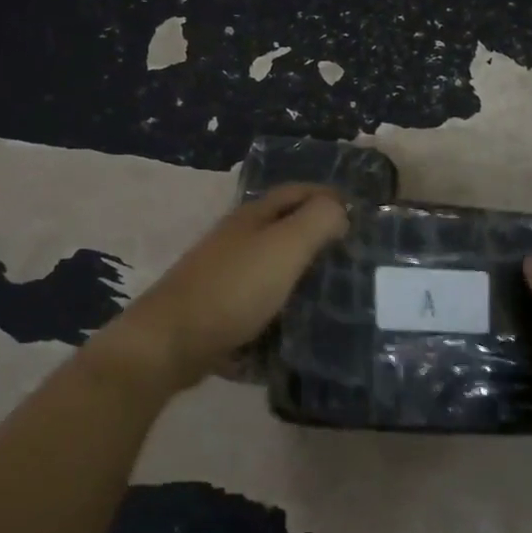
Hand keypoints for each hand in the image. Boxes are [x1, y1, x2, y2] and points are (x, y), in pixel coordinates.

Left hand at [93, 184, 348, 393]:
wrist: (171, 341)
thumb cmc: (234, 288)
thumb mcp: (284, 247)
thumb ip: (317, 221)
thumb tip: (339, 210)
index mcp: (254, 216)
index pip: (298, 191)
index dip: (328, 196)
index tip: (360, 216)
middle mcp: (237, 237)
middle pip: (284, 227)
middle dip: (317, 236)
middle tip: (352, 257)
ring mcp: (224, 273)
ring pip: (272, 266)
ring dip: (300, 274)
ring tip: (333, 294)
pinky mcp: (218, 308)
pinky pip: (259, 301)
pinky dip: (280, 307)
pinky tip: (297, 326)